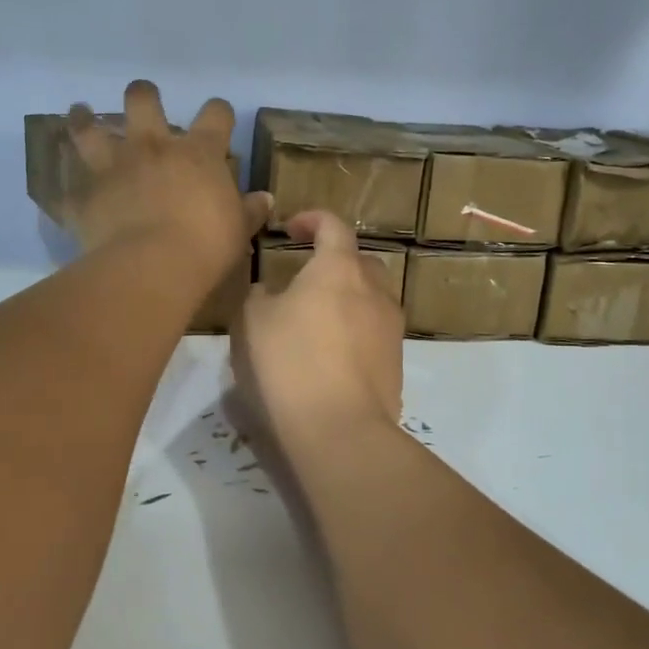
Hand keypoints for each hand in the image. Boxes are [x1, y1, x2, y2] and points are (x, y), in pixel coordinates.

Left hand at [62, 81, 270, 277]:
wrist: (153, 266)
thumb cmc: (206, 244)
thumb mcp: (238, 229)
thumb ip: (249, 210)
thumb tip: (265, 199)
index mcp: (197, 153)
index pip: (215, 114)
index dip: (219, 112)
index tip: (219, 118)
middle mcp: (152, 148)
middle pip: (142, 100)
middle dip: (143, 96)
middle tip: (142, 102)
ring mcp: (114, 168)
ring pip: (90, 128)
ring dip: (84, 119)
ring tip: (81, 112)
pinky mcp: (86, 197)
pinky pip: (68, 189)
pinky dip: (67, 188)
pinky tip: (64, 189)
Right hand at [231, 210, 404, 450]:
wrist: (339, 429)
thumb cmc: (289, 363)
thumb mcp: (252, 322)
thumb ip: (259, 296)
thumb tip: (270, 293)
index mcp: (338, 269)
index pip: (333, 226)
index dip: (312, 220)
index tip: (291, 228)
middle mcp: (374, 291)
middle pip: (360, 262)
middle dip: (335, 263)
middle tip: (305, 280)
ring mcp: (391, 329)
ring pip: (371, 300)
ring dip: (347, 301)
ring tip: (318, 323)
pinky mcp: (397, 364)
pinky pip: (374, 334)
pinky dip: (355, 334)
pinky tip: (331, 358)